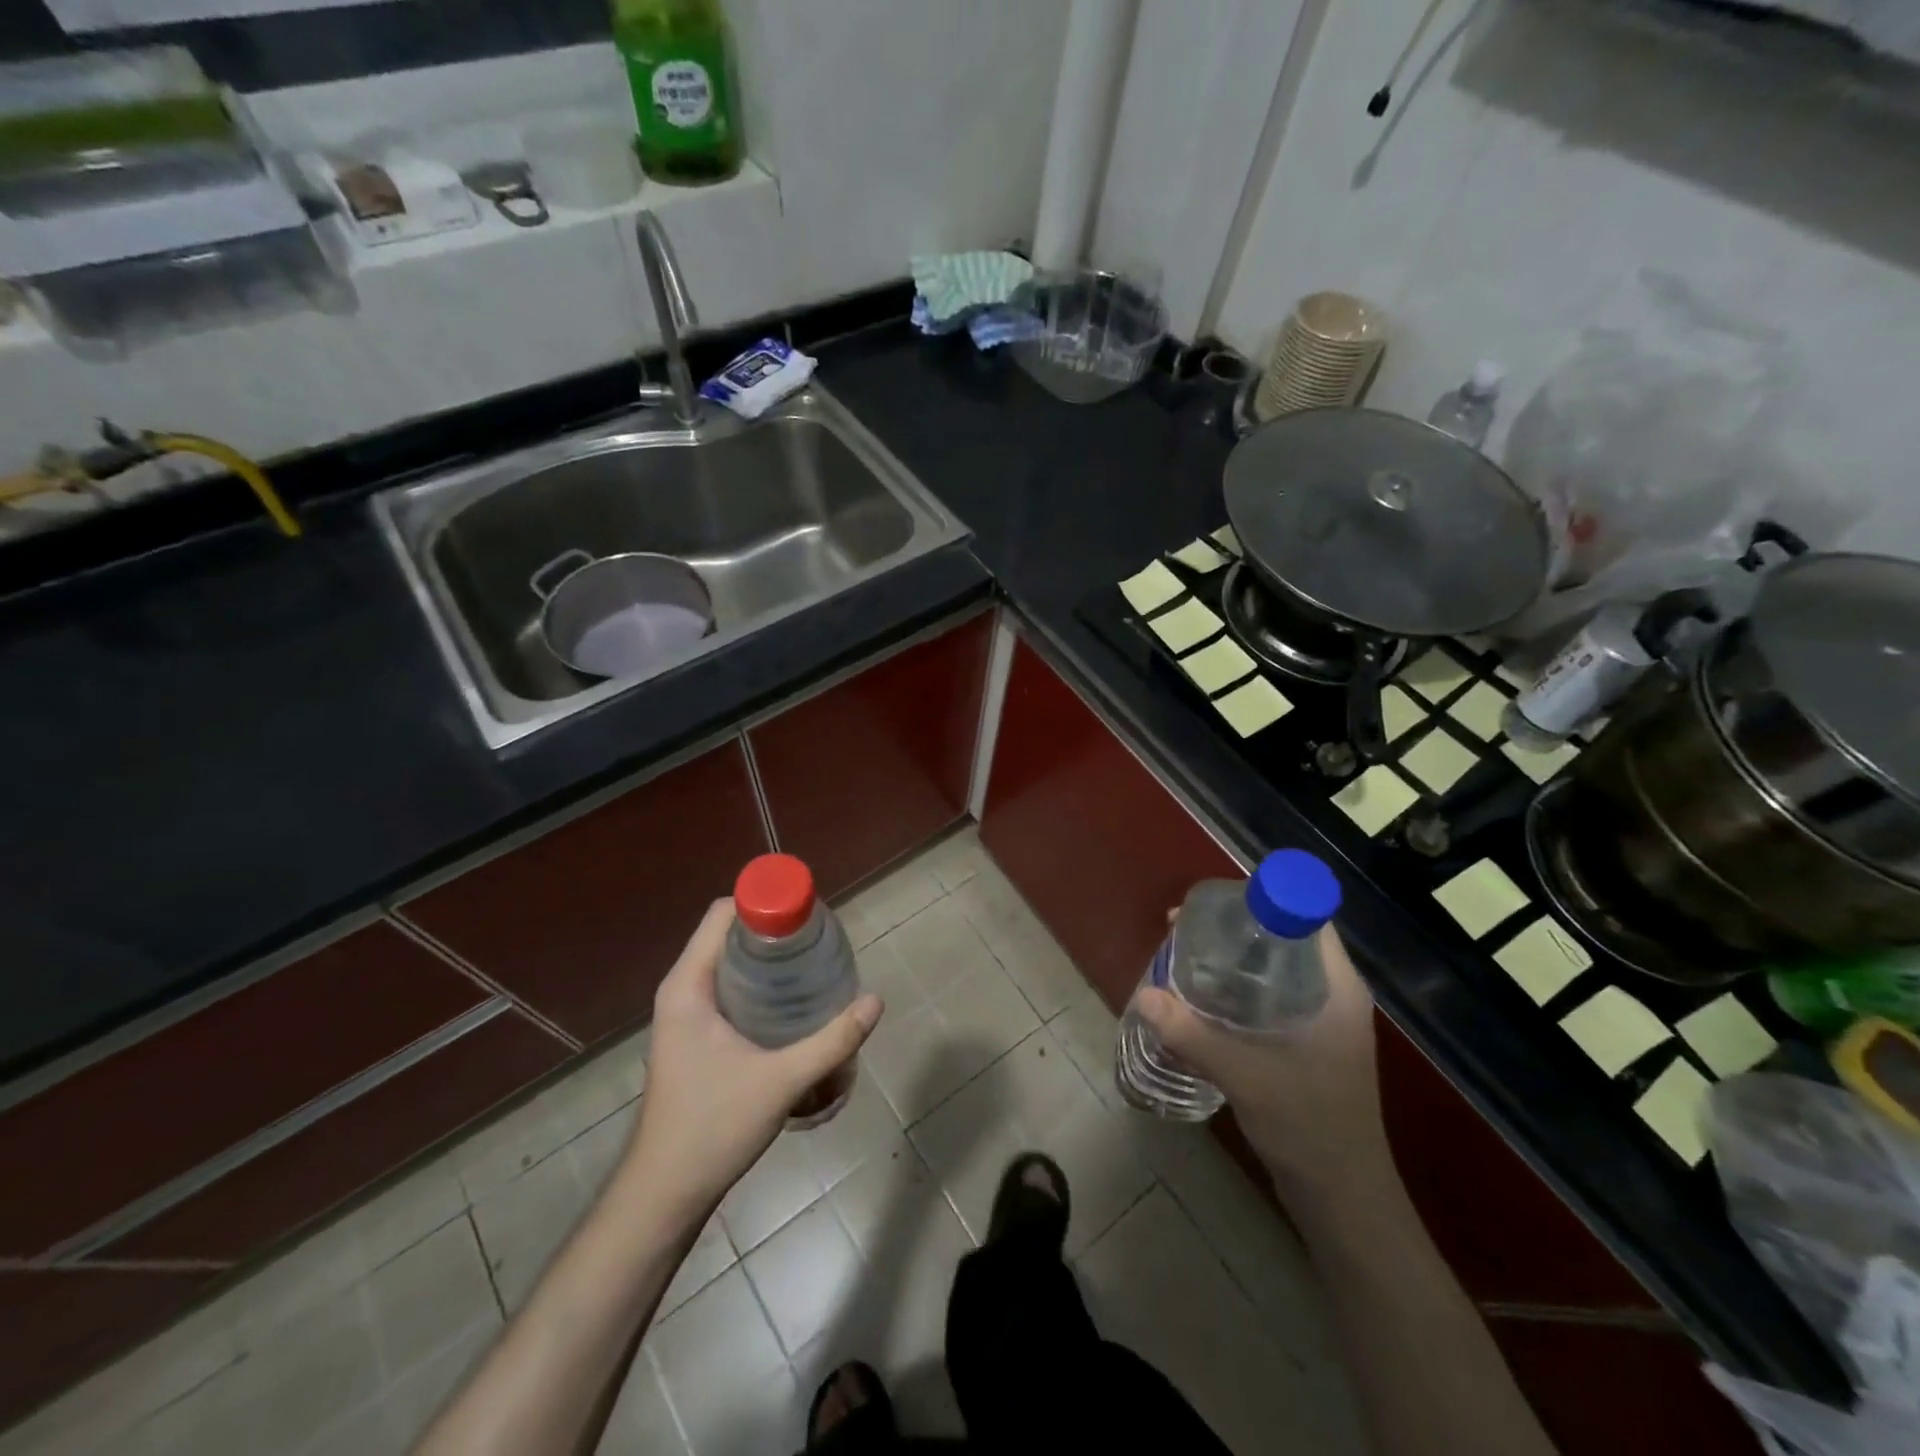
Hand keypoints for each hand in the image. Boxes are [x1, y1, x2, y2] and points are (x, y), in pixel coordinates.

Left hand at [625, 899, 882, 1211]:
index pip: (722, 915)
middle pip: (728, 936)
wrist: (665, 1194)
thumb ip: (832, 1041)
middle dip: (773, 930)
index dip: (764, 902)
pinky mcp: (693, 1038)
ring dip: (766, 958)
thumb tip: (876, 1001)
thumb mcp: (781, 1081)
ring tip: (812, 964)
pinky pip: (727, 990)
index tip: (808, 912)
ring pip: (728, 964)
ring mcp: (684, 1016)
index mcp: (687, 986)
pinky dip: (758, 984)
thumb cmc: (712, 1128)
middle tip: (819, 940)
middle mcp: (681, 991)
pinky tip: (791, 1002)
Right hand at [1134, 923, 1392, 1203]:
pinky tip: (1197, 999)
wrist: (1344, 1202)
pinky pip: (1264, 998)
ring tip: (1180, 956)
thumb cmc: (1311, 1128)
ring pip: (1269, 970)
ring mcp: (1317, 1022)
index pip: (1306, 917)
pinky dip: (1232, 990)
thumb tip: (1145, 995)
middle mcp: (1329, 996)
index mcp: (1336, 988)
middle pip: (1280, 939)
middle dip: (1231, 928)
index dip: (1262, 899)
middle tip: (1181, 928)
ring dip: (1227, 960)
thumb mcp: (1248, 1076)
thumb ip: (1194, 1035)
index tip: (1213, 904)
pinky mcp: (1302, 1045)